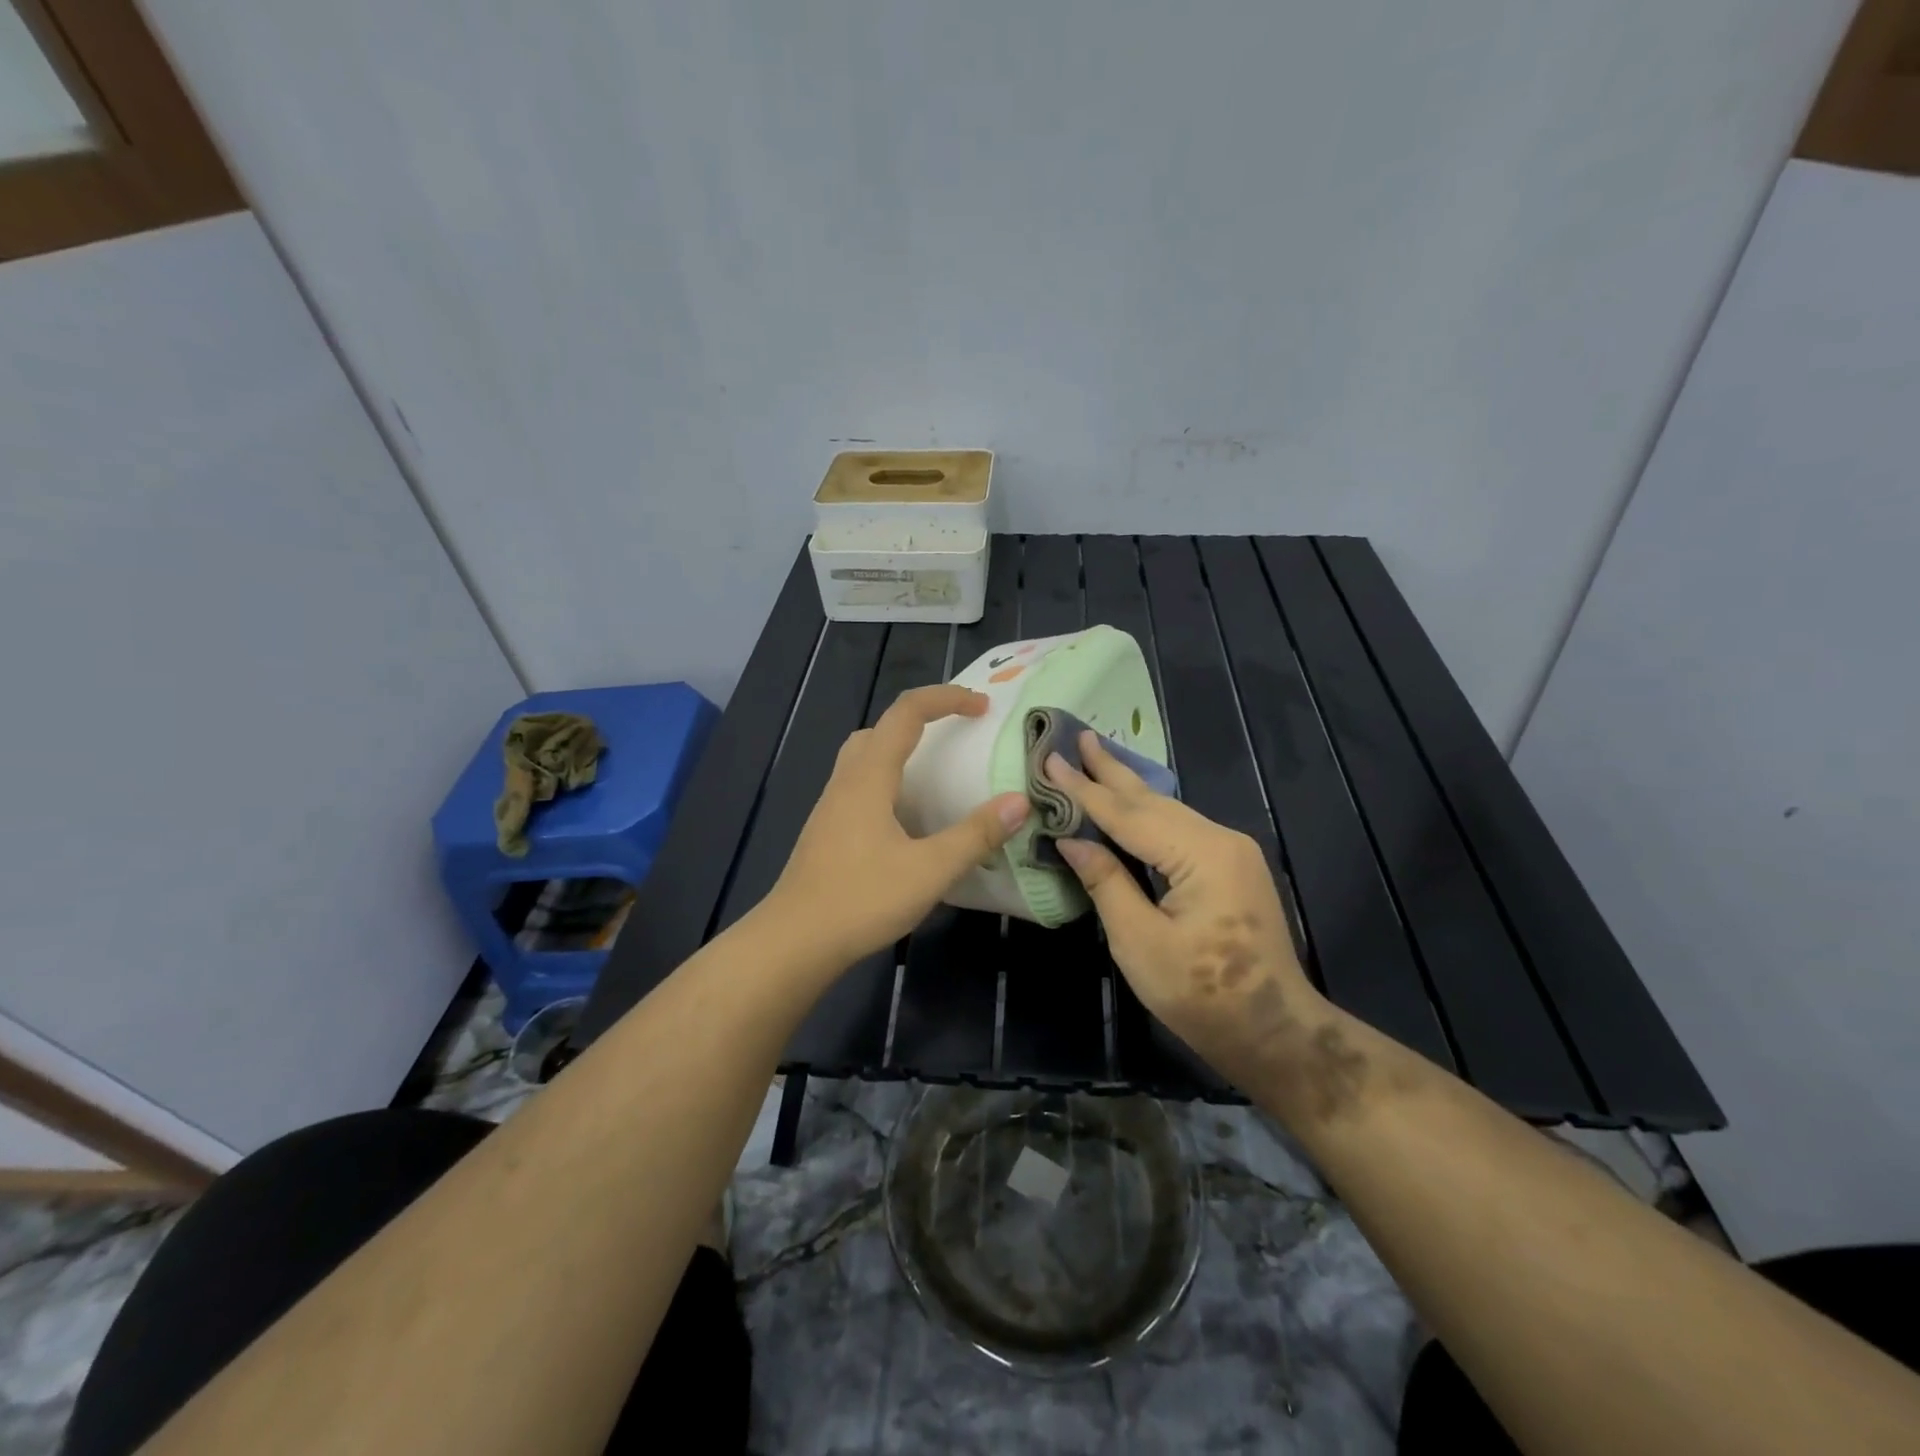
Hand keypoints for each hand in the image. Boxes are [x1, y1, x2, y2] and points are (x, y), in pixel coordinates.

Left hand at [765, 685, 1028, 970]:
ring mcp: (832, 807)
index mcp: (869, 777)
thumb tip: (1019, 802)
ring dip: (901, 750)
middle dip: (921, 720)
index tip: (982, 707)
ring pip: (865, 757)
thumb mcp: (929, 870)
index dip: (946, 699)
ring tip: (936, 773)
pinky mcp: (827, 831)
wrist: (794, 941)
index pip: (906, 713)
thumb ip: (976, 835)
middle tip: (957, 735)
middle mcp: (846, 782)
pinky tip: (908, 818)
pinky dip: (889, 781)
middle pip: (880, 729)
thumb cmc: (861, 899)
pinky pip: (861, 786)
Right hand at [1046, 733, 1337, 1101]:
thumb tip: (1071, 839)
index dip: (1084, 789)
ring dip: (1128, 788)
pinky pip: (1180, 829)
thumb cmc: (1201, 996)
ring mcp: (1231, 851)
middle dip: (1110, 771)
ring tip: (1096, 758)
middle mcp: (1221, 839)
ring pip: (1168, 812)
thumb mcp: (1139, 942)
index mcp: (1201, 854)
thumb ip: (1106, 882)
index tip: (1050, 758)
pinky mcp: (1231, 867)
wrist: (1273, 1032)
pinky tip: (1130, 802)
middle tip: (1078, 736)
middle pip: (1152, 801)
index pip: (1128, 814)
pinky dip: (1146, 814)